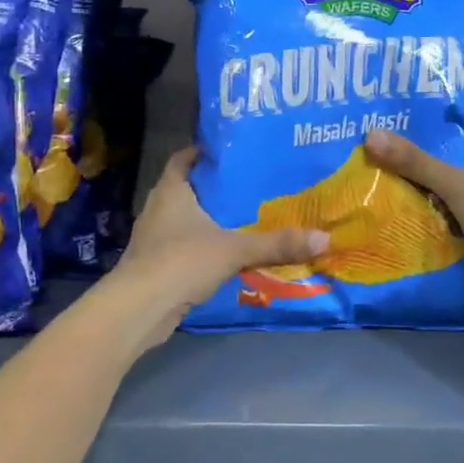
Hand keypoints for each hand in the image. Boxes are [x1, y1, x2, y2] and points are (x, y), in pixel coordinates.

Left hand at [112, 147, 327, 338]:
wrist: (139, 309)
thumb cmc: (181, 262)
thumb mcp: (235, 249)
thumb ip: (277, 244)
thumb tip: (324, 238)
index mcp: (171, 191)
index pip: (184, 158)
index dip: (205, 152)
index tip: (234, 153)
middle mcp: (158, 208)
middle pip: (188, 188)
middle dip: (216, 188)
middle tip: (251, 185)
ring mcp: (154, 238)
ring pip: (186, 220)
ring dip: (210, 219)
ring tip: (245, 218)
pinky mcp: (156, 265)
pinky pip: (184, 247)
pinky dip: (203, 247)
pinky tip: (228, 254)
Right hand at [364, 108, 463, 327]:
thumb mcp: (456, 185)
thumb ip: (416, 162)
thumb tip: (373, 135)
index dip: (462, 110)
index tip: (429, 108)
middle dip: (445, 144)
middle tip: (408, 136)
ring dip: (445, 175)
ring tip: (407, 166)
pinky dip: (451, 202)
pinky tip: (422, 200)